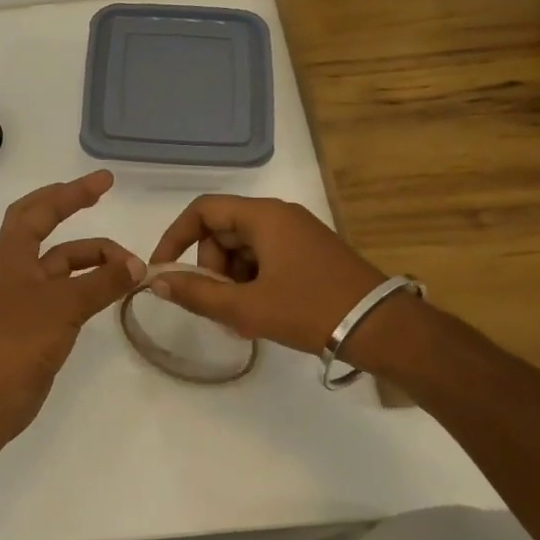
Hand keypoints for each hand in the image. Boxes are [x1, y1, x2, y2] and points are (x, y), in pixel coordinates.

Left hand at [0, 171, 144, 445]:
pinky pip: (66, 291)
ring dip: (93, 260)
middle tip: (102, 196)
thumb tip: (137, 265)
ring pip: (62, 264)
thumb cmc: (18, 340)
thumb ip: (103, 282)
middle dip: (71, 208)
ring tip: (131, 268)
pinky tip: (111, 290)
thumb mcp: (64, 304)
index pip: (42, 209)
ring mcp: (23, 295)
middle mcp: (15, 267)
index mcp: (11, 252)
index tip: (105, 181)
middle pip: (43, 226)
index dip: (72, 192)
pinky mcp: (33, 322)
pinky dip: (89, 285)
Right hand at [147, 196, 385, 354]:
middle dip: (209, 268)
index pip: (202, 210)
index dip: (175, 237)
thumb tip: (156, 281)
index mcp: (264, 216)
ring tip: (240, 318)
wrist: (383, 329)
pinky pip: (265, 259)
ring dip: (230, 280)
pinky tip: (260, 314)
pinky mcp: (310, 254)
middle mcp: (280, 216)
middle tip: (215, 305)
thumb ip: (197, 294)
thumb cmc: (310, 310)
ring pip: (243, 249)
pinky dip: (252, 283)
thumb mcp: (246, 307)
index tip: (164, 271)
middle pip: (222, 231)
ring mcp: (298, 234)